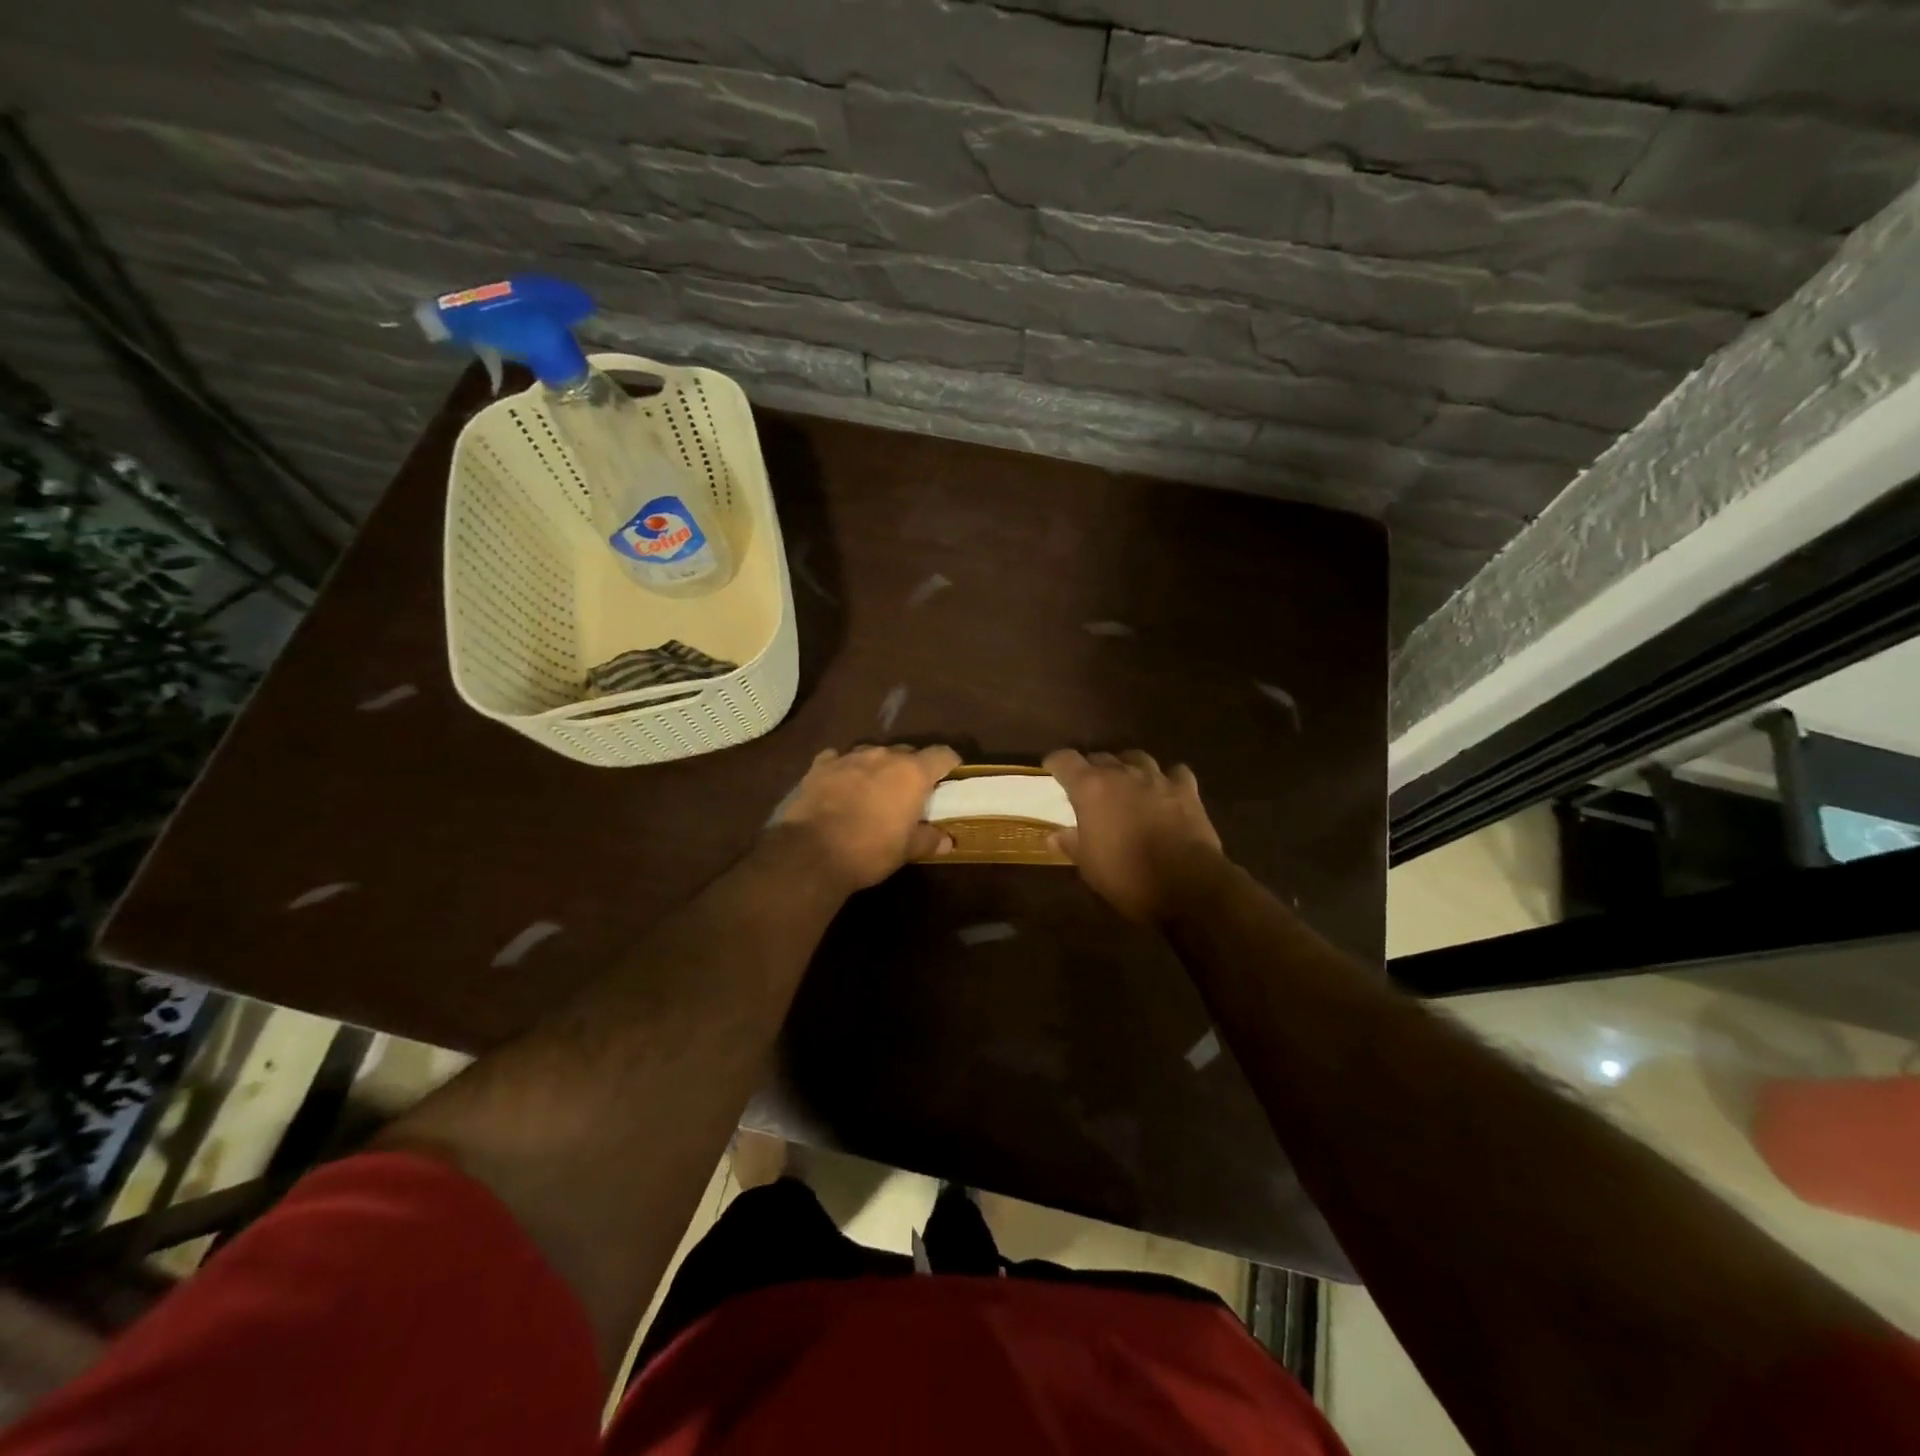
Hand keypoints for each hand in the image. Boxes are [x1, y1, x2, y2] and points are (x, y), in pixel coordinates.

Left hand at [775, 744, 960, 890]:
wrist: (812, 852)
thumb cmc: (870, 850)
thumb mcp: (906, 850)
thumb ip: (928, 839)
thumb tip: (947, 841)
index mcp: (912, 772)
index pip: (942, 754)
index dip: (948, 764)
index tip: (949, 777)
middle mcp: (884, 755)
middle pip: (907, 752)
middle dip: (911, 768)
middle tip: (909, 792)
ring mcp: (849, 756)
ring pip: (873, 753)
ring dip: (877, 767)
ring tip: (873, 789)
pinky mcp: (821, 765)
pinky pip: (839, 758)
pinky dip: (845, 769)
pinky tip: (840, 785)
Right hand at [1044, 749, 1225, 922]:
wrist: (1186, 885)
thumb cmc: (1126, 875)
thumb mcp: (1088, 865)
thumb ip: (1071, 844)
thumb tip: (1055, 835)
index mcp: (1091, 788)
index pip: (1066, 760)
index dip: (1056, 762)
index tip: (1051, 769)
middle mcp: (1122, 773)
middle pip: (1101, 756)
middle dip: (1092, 768)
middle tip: (1089, 787)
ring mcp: (1158, 778)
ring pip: (1137, 758)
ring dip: (1127, 767)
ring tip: (1125, 783)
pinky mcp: (1187, 790)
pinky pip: (1174, 772)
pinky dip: (1167, 778)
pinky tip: (1165, 790)